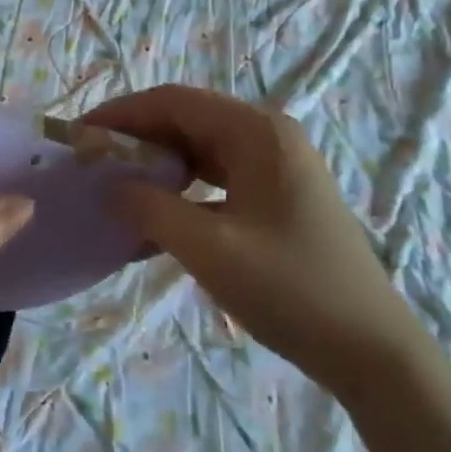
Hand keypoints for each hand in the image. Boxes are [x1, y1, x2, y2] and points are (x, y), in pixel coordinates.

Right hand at [82, 85, 414, 389]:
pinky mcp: (277, 197)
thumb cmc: (291, 289)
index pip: (174, 101)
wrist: (371, 350)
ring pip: (200, 150)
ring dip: (157, 165)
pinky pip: (217, 180)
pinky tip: (154, 219)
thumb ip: (150, 209)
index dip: (122, 113)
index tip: (79, 136)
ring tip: (115, 188)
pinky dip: (182, 192)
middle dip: (136, 138)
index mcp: (257, 132)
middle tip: (91, 164)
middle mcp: (268, 136)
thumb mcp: (209, 248)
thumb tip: (108, 185)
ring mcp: (276, 167)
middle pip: (187, 120)